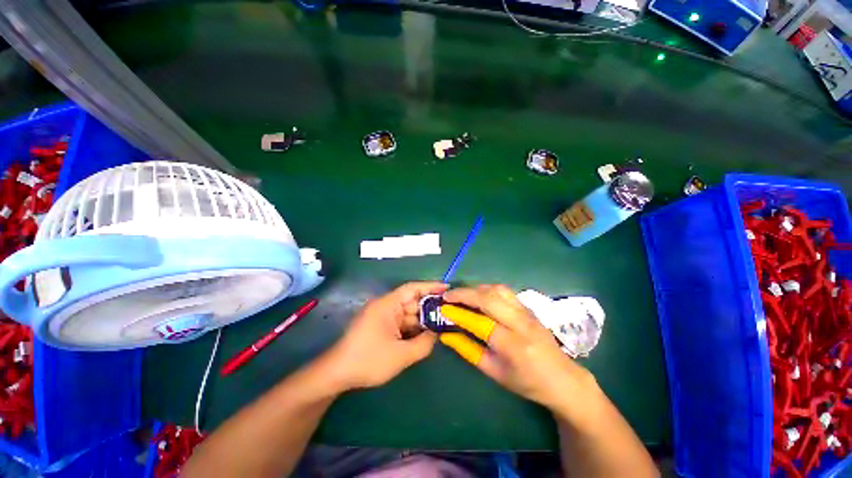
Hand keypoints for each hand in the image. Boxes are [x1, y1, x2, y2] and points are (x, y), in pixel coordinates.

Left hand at [322, 282, 448, 390]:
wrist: (337, 374)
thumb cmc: (369, 360)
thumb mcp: (401, 355)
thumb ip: (424, 344)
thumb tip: (436, 334)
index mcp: (388, 305)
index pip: (412, 288)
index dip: (430, 287)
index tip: (447, 288)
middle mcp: (386, 306)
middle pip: (412, 302)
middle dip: (430, 307)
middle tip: (450, 312)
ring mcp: (383, 317)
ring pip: (408, 314)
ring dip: (422, 320)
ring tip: (443, 324)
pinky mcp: (381, 327)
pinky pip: (402, 323)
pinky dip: (413, 328)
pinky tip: (426, 334)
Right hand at [440, 285, 595, 412]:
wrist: (563, 378)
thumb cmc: (527, 382)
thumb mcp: (495, 373)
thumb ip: (469, 351)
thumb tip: (446, 335)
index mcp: (513, 346)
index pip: (480, 323)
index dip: (458, 314)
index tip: (442, 309)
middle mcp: (521, 323)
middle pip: (489, 299)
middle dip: (464, 294)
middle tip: (447, 296)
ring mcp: (527, 312)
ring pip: (497, 289)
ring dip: (476, 288)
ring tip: (461, 294)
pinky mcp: (528, 307)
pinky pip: (505, 291)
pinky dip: (487, 289)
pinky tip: (479, 294)